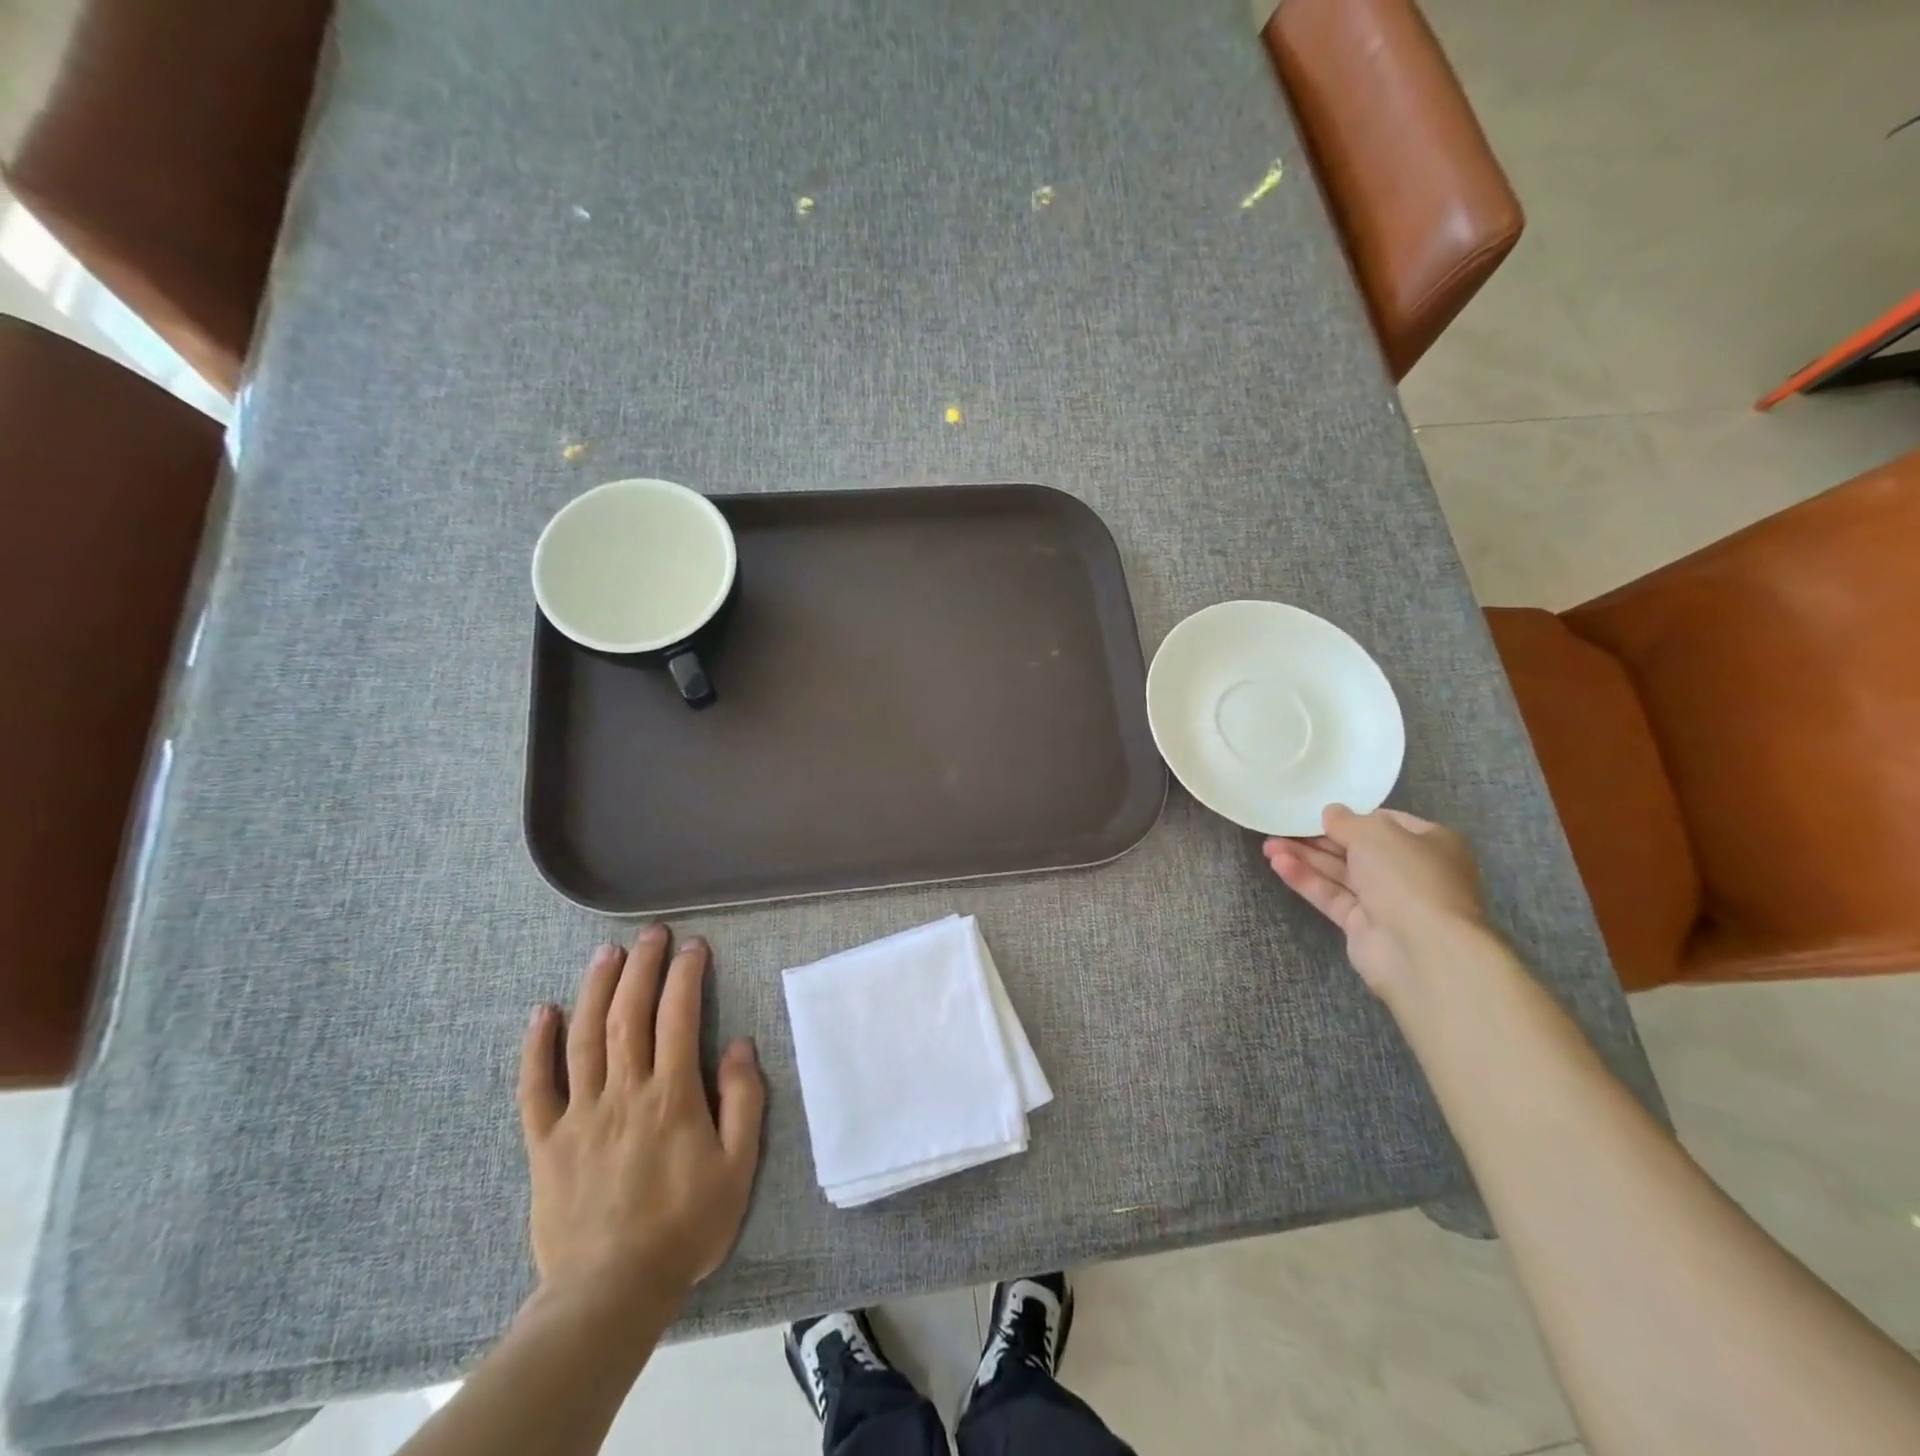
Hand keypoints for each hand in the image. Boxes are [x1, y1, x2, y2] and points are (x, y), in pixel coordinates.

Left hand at [517, 927, 765, 1308]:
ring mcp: (579, 1115)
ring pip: (584, 1037)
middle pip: (629, 1014)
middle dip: (642, 966)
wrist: (610, 1293)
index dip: (685, 975)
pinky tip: (543, 1012)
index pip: (678, 1017)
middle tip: (652, 933)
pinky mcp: (546, 1142)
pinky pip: (536, 1087)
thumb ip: (744, 1102)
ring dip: (596, 988)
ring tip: (607, 952)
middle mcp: (624, 1093)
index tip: (694, 946)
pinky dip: (537, 1046)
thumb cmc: (685, 1227)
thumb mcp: (738, 1167)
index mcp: (671, 1096)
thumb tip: (740, 1045)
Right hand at [1263, 805, 1490, 997]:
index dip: (1351, 816)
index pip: (1386, 822)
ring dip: (1305, 857)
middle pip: (1357, 848)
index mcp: (1430, 843)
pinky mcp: (1363, 925)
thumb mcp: (1375, 833)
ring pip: (1340, 873)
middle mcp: (1411, 871)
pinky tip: (1278, 865)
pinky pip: (1331, 896)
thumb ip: (1347, 820)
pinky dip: (1306, 880)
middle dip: (1318, 838)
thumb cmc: (1408, 877)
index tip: (1318, 811)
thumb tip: (1331, 813)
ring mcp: (1387, 900)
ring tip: (1268, 846)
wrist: (1422, 950)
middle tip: (1281, 827)